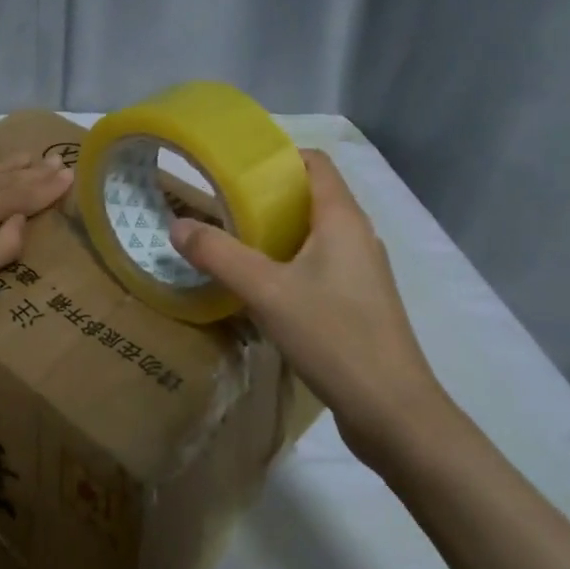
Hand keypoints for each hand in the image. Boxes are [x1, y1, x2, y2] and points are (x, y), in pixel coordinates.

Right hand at [167, 149, 449, 463]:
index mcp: (343, 220)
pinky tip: (259, 286)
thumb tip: (177, 225)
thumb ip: (219, 255)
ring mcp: (361, 273)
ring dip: (275, 231)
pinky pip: (319, 265)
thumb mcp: (266, 292)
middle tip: (220, 204)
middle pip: (311, 197)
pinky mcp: (358, 303)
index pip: (315, 163)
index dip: (277, 156)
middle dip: (267, 195)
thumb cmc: (334, 337)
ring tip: (232, 241)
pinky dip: (288, 262)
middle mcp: (358, 237)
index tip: (234, 165)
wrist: (392, 412)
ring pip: (314, 234)